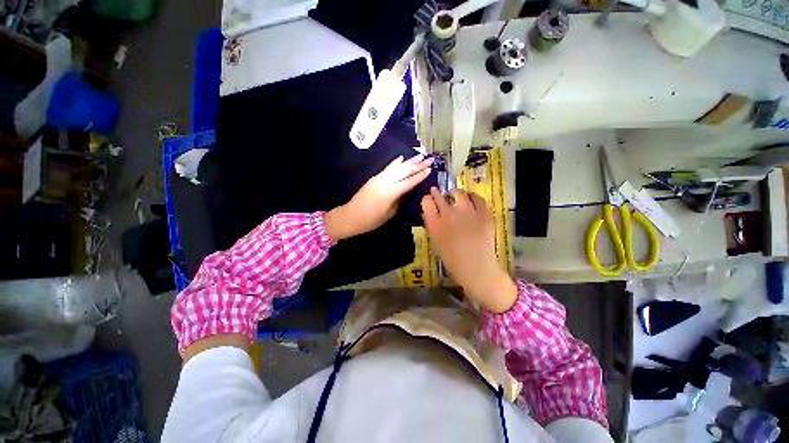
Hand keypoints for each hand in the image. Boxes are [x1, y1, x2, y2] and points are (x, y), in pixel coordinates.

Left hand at [325, 154, 432, 240]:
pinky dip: (395, 163)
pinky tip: (401, 158)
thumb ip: (399, 200)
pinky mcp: (374, 178)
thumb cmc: (371, 220)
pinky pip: (387, 168)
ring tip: (420, 155)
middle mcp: (385, 182)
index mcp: (390, 192)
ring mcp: (379, 178)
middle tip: (429, 158)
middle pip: (404, 171)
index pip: (409, 182)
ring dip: (409, 161)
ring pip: (396, 167)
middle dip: (418, 164)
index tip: (430, 169)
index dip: (420, 175)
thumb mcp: (389, 213)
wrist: (350, 216)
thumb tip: (405, 191)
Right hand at [421, 188, 517, 313]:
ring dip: (455, 193)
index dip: (427, 199)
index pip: (426, 202)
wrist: (477, 270)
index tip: (428, 200)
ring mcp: (468, 213)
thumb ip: (433, 226)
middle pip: (440, 196)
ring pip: (459, 193)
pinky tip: (471, 199)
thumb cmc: (453, 261)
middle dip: (437, 193)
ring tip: (456, 195)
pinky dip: (473, 197)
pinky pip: (478, 198)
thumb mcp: (436, 243)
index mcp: (435, 224)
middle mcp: (449, 215)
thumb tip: (433, 214)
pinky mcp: (484, 214)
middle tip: (437, 192)